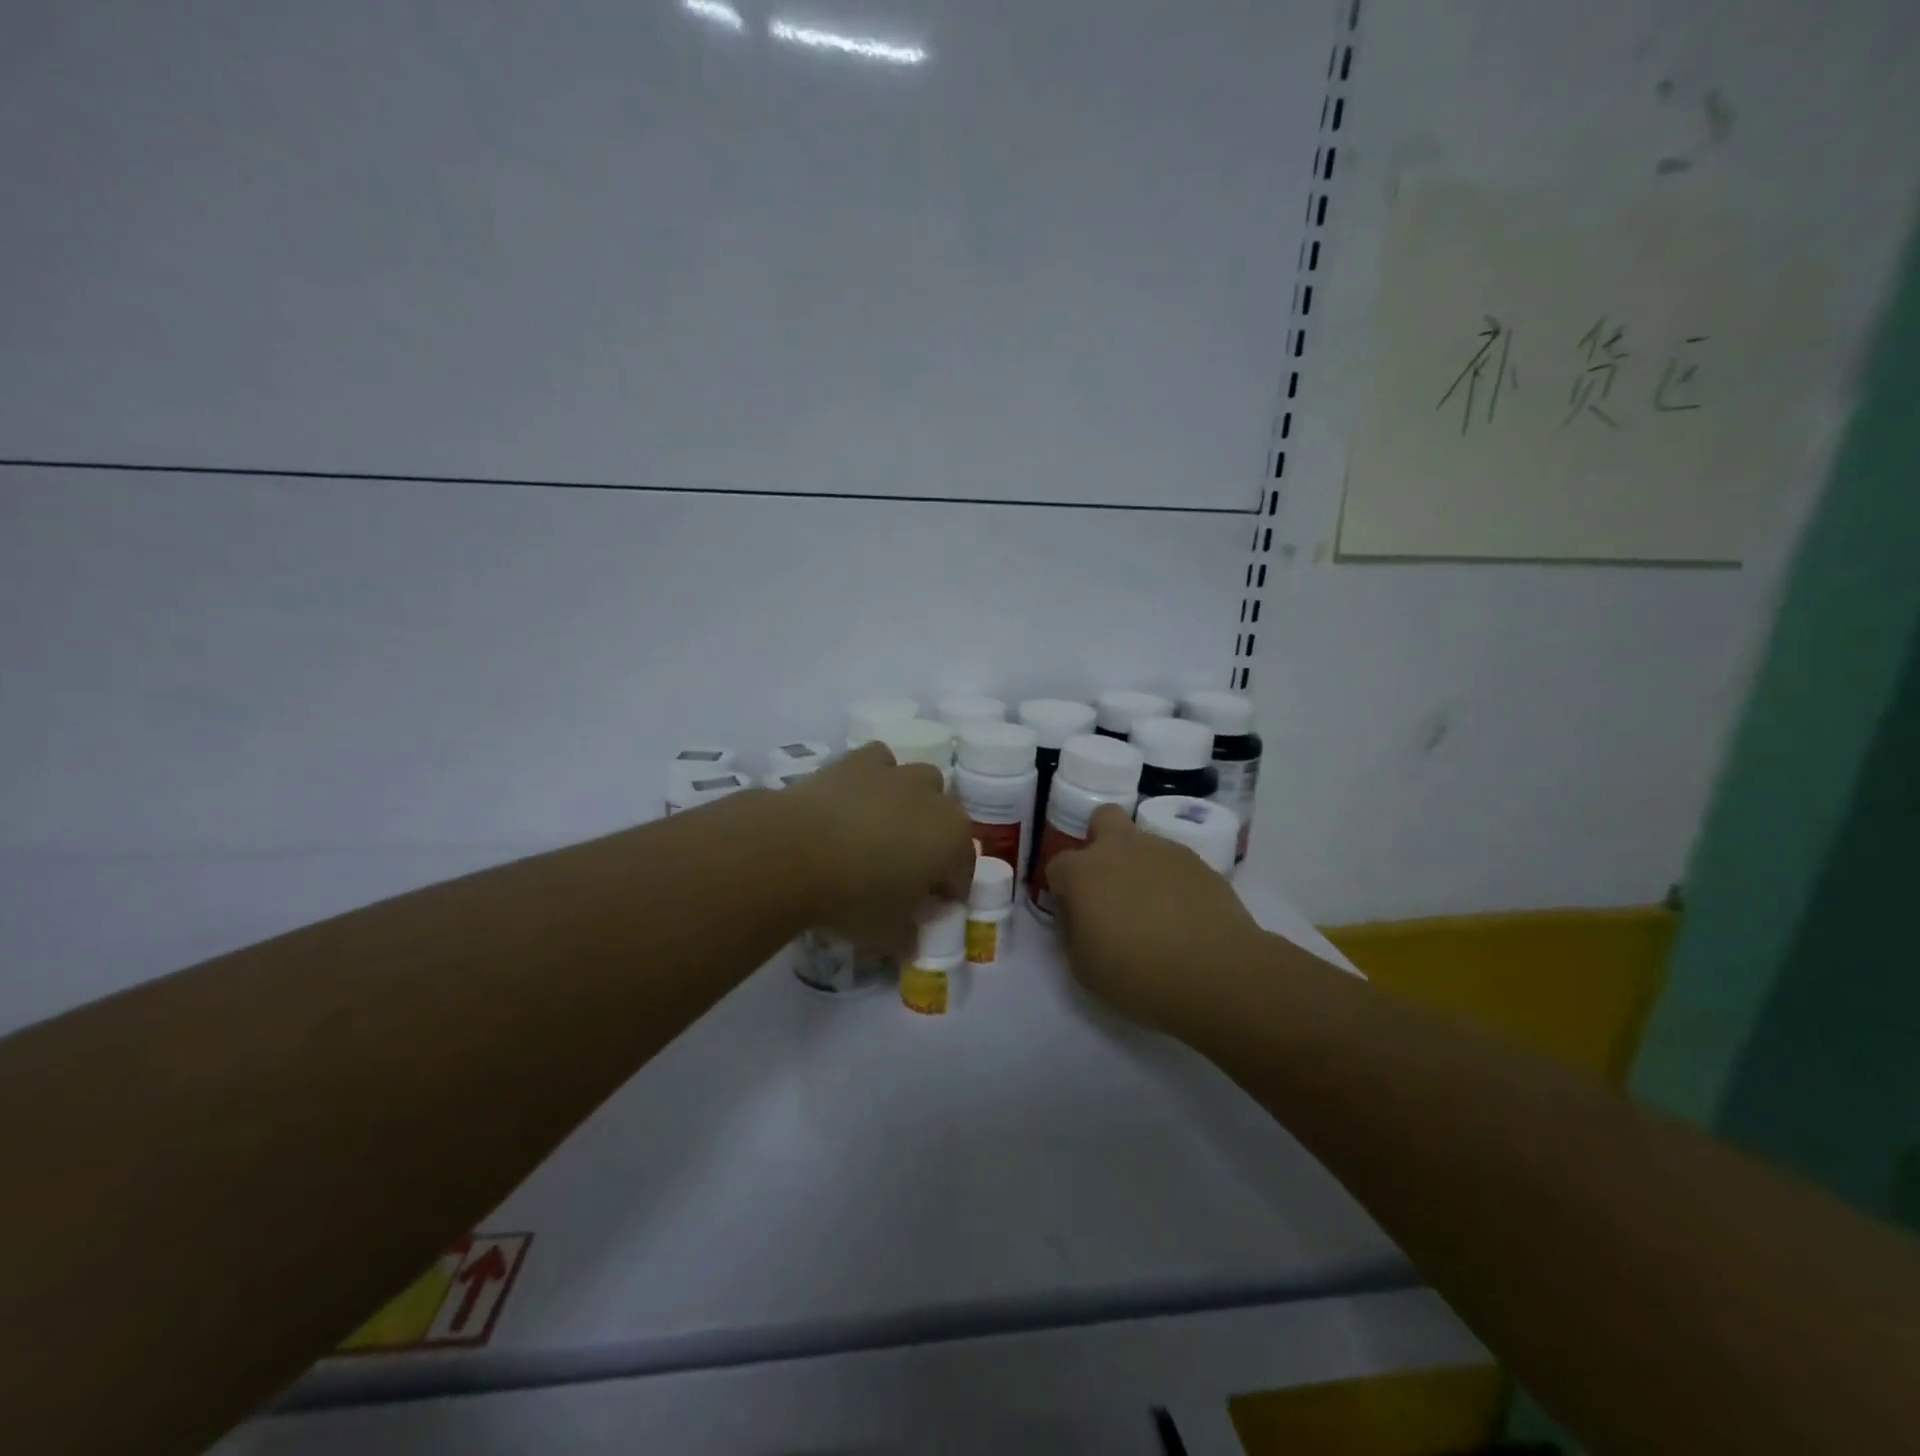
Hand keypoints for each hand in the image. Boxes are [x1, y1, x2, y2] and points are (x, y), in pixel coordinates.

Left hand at [782, 742, 976, 956]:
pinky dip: (877, 775)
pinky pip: (880, 761)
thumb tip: (911, 939)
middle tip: (904, 870)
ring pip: (922, 780)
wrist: (794, 851)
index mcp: (953, 840)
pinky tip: (858, 798)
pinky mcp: (859, 761)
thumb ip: (908, 936)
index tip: (926, 910)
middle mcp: (935, 800)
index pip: (963, 871)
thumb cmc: (853, 897)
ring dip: (913, 801)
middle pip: (948, 821)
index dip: (948, 893)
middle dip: (934, 842)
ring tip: (883, 829)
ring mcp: (898, 775)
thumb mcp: (887, 934)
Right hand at [1047, 804, 1262, 1032]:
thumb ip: (1072, 931)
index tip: (1074, 915)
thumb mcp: (1083, 966)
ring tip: (1154, 910)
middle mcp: (1120, 849)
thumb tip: (1079, 915)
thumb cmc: (1138, 975)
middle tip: (1109, 883)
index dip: (1062, 890)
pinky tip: (1183, 915)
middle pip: (1102, 819)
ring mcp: (1163, 850)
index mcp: (1083, 872)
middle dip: (1100, 841)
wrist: (1217, 973)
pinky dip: (1171, 881)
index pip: (1057, 866)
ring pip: (1142, 842)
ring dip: (1139, 865)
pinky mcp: (1199, 862)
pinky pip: (1173, 863)